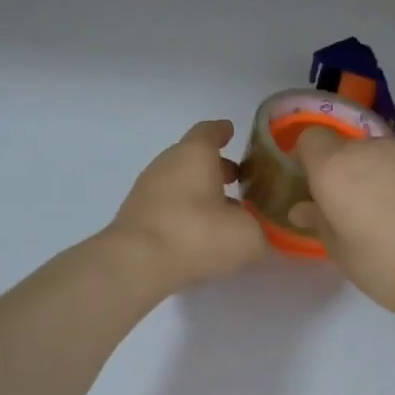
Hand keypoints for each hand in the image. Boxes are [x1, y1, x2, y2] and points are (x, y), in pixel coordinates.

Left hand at [107, 120, 267, 293]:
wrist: (136, 263)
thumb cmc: (196, 234)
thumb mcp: (246, 236)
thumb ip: (259, 231)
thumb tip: (256, 234)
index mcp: (194, 154)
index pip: (209, 131)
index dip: (222, 131)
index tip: (231, 132)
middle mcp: (167, 163)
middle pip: (193, 157)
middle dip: (215, 167)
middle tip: (237, 180)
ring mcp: (147, 189)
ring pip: (179, 182)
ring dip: (199, 192)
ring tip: (222, 212)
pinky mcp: (135, 215)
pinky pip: (166, 204)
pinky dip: (183, 211)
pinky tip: (197, 234)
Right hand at [288, 129, 394, 319]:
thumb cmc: (382, 266)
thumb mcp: (339, 250)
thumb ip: (318, 220)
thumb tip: (301, 209)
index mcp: (333, 168)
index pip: (310, 138)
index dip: (310, 157)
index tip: (316, 182)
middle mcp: (367, 149)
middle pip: (349, 148)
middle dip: (349, 169)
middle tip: (358, 205)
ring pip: (383, 153)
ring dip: (381, 171)